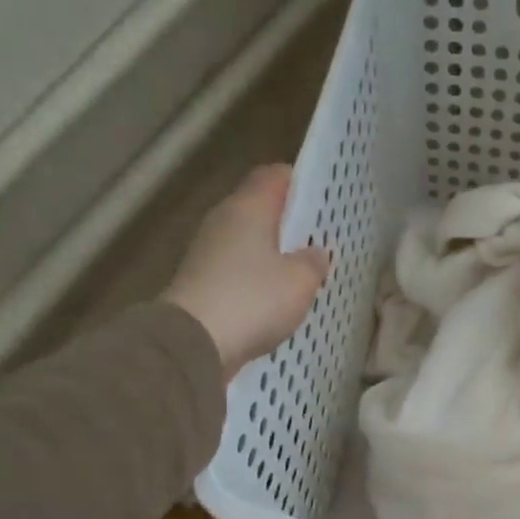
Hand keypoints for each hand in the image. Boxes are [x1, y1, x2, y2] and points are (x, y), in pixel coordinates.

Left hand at [162, 164, 328, 379]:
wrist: (195, 342)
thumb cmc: (253, 300)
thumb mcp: (300, 281)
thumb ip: (313, 262)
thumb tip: (315, 252)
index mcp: (248, 208)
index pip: (274, 176)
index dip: (300, 182)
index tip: (324, 198)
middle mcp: (224, 221)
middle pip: (260, 208)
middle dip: (290, 221)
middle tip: (320, 237)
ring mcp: (208, 251)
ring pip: (249, 240)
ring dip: (274, 251)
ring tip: (303, 269)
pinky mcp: (203, 281)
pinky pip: (239, 269)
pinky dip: (258, 276)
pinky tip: (278, 295)